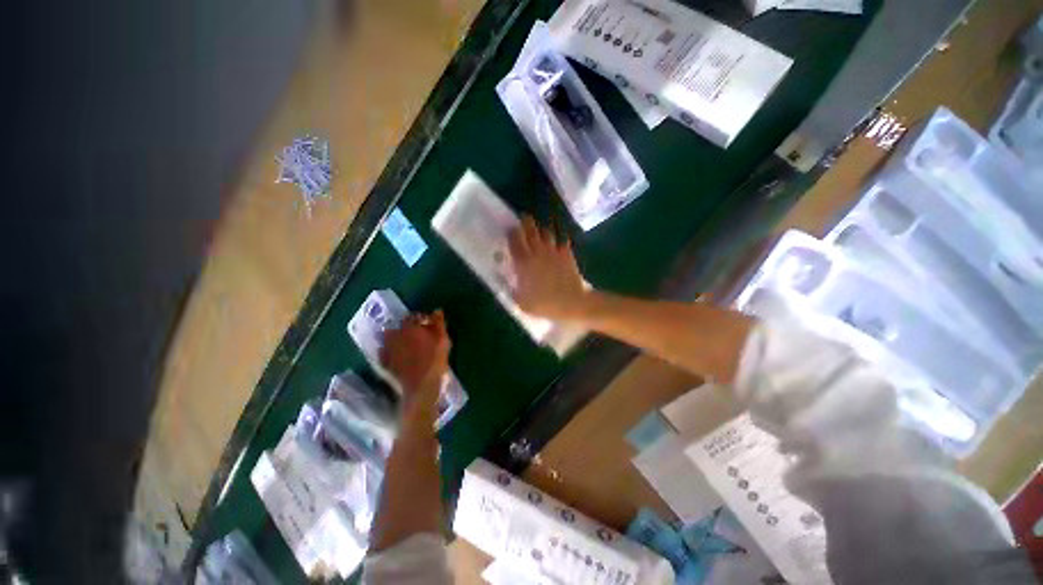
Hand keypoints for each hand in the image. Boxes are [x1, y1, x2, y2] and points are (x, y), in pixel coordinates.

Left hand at [379, 311, 450, 408]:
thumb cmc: (435, 359)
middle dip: (408, 329)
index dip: (420, 319)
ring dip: (397, 339)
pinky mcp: (385, 363)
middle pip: (399, 327)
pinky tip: (397, 355)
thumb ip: (439, 323)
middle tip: (419, 335)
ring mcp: (387, 350)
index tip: (428, 324)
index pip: (412, 317)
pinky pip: (385, 353)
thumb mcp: (443, 339)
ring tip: (407, 345)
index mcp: (409, 328)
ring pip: (390, 339)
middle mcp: (395, 336)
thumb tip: (437, 310)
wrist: (422, 385)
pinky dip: (390, 351)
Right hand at [509, 216, 588, 320]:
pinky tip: (558, 242)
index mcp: (524, 262)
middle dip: (526, 221)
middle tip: (523, 219)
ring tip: (540, 231)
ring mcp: (554, 251)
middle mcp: (538, 252)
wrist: (572, 303)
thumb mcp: (522, 303)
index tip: (510, 228)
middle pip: (531, 229)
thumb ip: (513, 291)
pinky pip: (562, 240)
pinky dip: (559, 239)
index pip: (515, 240)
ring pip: (546, 232)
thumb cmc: (544, 304)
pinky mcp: (567, 254)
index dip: (511, 232)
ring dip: (541, 229)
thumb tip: (509, 283)